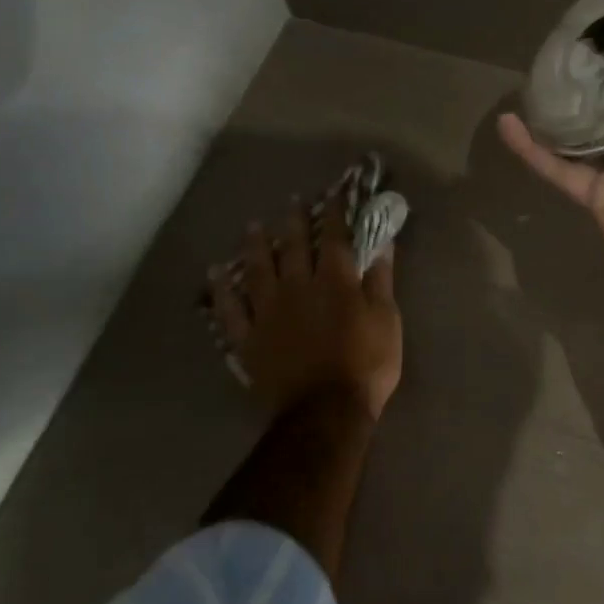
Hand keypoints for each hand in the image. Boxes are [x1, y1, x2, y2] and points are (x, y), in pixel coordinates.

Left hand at [207, 197, 401, 418]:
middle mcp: (297, 287)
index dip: (335, 213)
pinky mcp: (248, 338)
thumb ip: (381, 280)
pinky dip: (221, 288)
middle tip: (292, 201)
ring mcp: (267, 312)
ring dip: (255, 245)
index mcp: (335, 282)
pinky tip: (215, 272)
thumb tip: (381, 243)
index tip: (334, 193)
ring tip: (253, 226)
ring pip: (257, 269)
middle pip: (292, 246)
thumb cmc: (366, 365)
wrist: (325, 411)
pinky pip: (229, 308)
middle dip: (294, 220)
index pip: (335, 238)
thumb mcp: (387, 320)